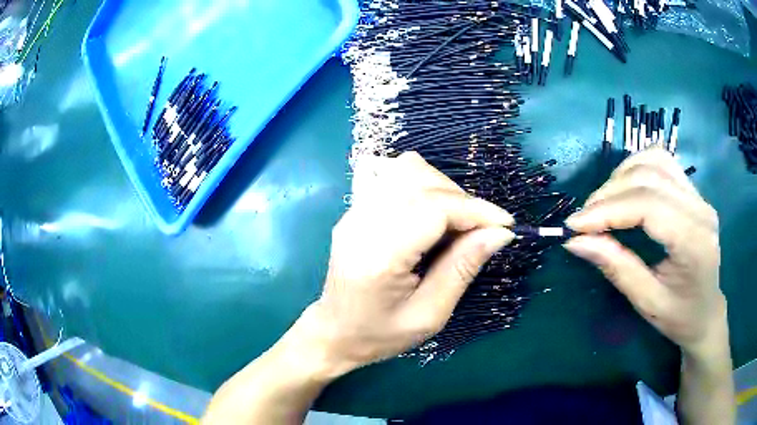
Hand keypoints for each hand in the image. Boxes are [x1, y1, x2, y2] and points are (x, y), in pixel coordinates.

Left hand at [296, 152, 514, 377]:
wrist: (335, 332)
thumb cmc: (381, 334)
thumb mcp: (430, 315)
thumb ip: (463, 269)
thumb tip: (500, 233)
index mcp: (379, 255)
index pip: (434, 208)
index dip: (476, 210)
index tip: (505, 225)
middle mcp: (362, 222)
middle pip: (422, 181)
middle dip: (462, 200)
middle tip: (480, 231)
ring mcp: (354, 211)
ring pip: (407, 170)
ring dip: (442, 189)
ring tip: (455, 222)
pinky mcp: (355, 209)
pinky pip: (390, 175)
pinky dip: (419, 184)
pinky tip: (427, 209)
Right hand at [564, 148, 724, 356]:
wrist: (707, 312)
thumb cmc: (679, 317)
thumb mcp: (646, 301)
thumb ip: (616, 267)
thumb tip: (576, 242)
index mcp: (694, 242)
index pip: (648, 206)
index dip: (607, 210)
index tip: (574, 225)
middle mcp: (700, 209)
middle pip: (649, 177)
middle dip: (609, 194)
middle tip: (584, 220)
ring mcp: (699, 196)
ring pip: (655, 160)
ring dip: (622, 176)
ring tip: (603, 204)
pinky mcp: (694, 192)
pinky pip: (663, 163)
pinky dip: (637, 168)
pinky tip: (625, 188)